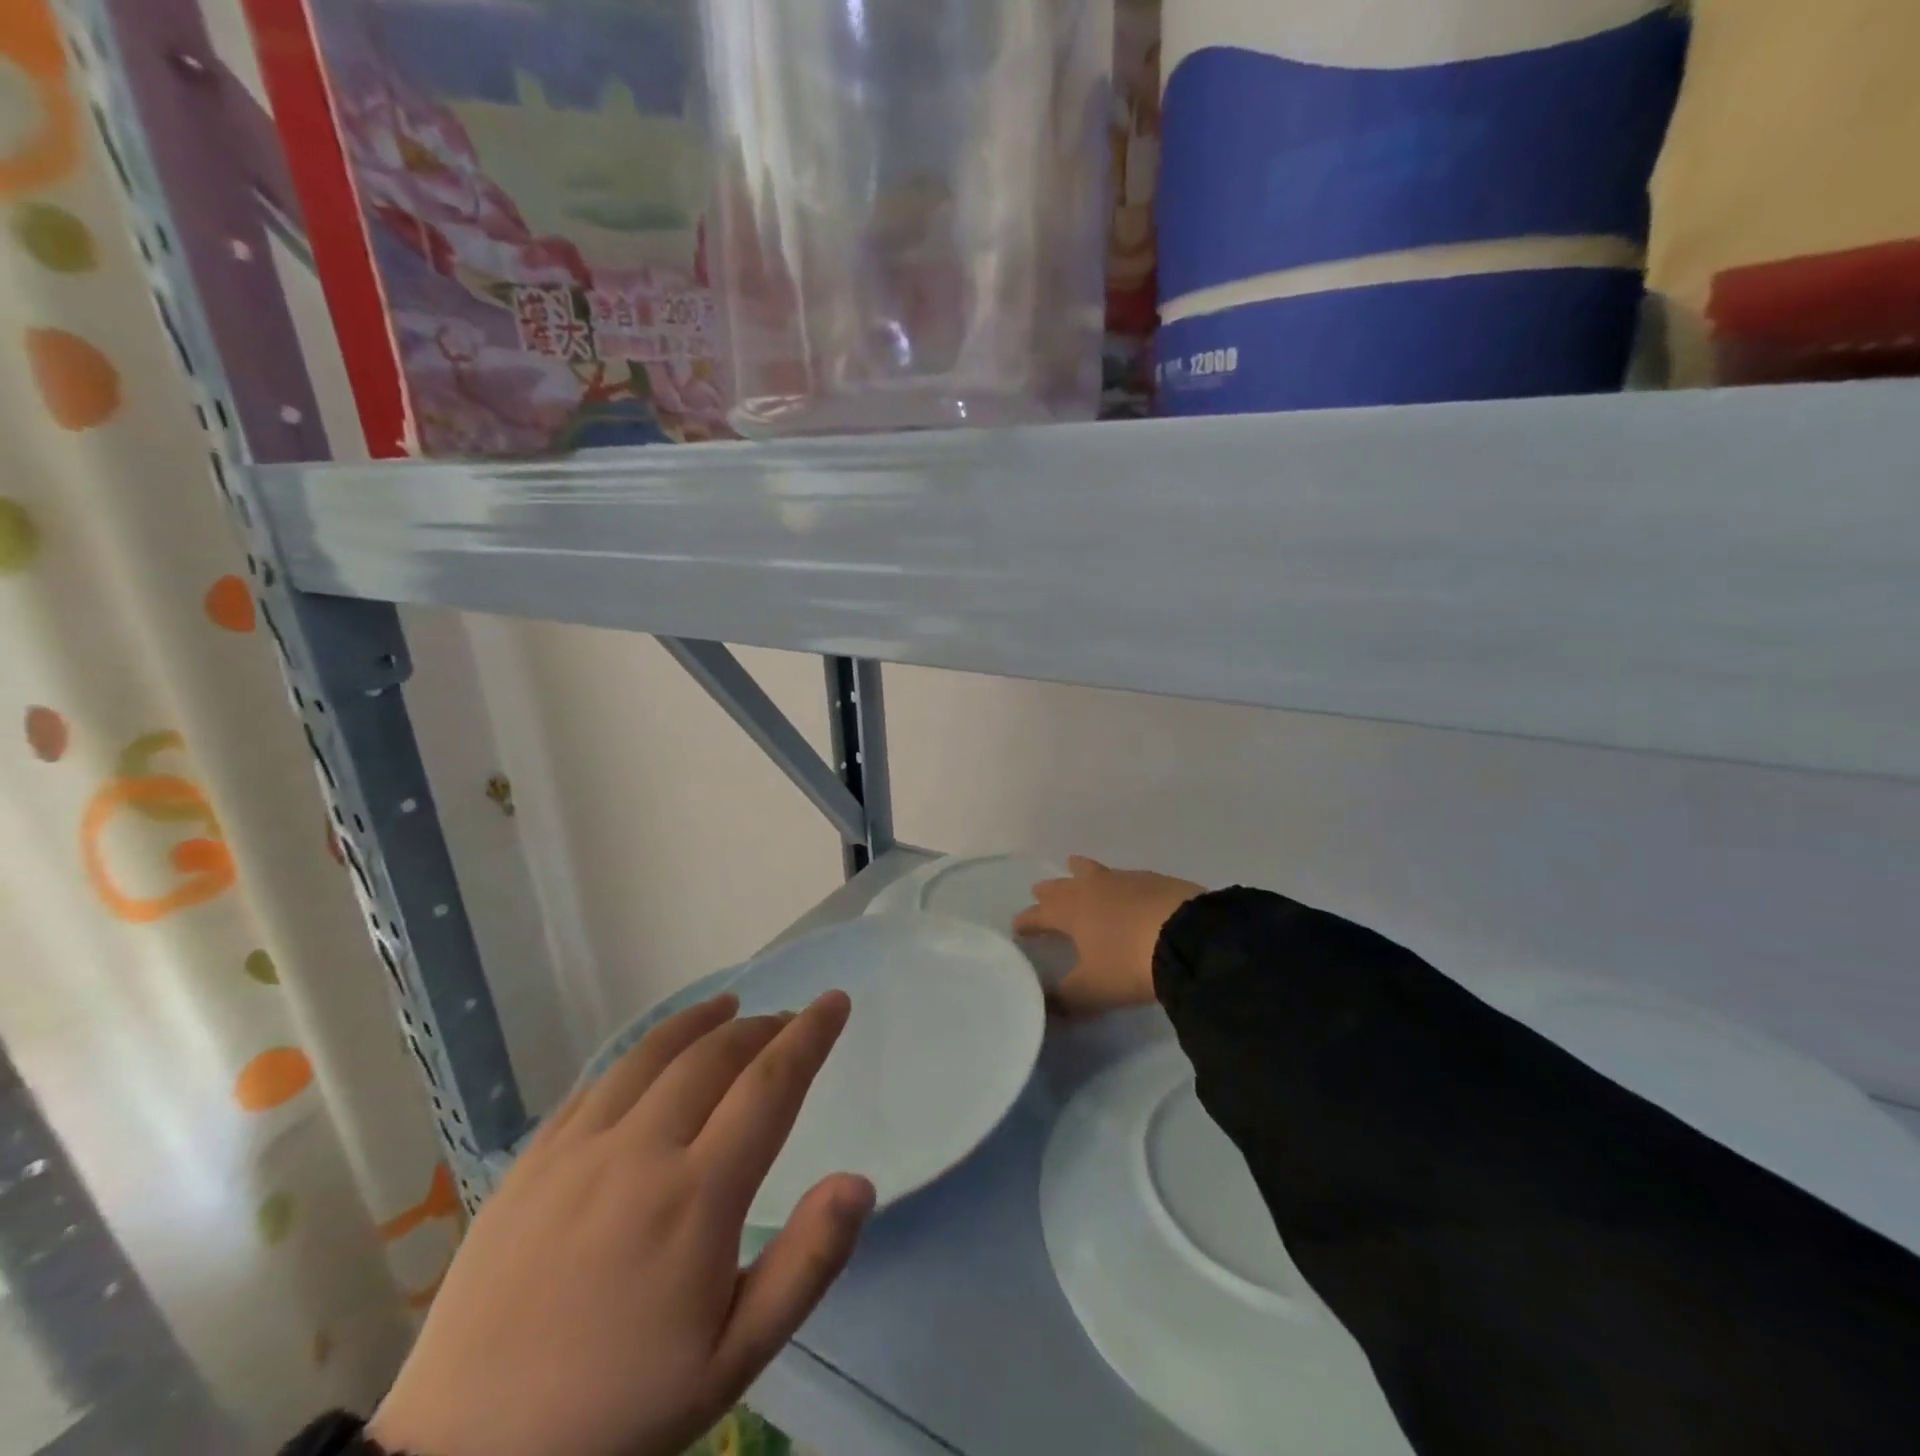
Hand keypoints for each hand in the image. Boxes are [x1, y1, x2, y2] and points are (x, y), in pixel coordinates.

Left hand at [369, 992, 872, 1455]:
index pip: (770, 1085)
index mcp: (696, 1197)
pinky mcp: (531, 1162)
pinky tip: (652, 1057)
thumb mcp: (734, 1359)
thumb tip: (859, 1182)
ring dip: (701, 1022)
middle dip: (762, 1027)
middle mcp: (639, 1151)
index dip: (809, 1034)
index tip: (834, 1000)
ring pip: (652, 1053)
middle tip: (788, 1022)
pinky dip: (640, 1053)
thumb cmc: (621, 1411)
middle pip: (714, 1056)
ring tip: (729, 1007)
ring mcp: (577, 1150)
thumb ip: (807, 1264)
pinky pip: (597, 1082)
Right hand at [1014, 856, 1203, 1016]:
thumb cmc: (1129, 963)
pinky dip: (1117, 881)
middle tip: (1040, 891)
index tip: (1017, 926)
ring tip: (1075, 866)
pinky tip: (1125, 888)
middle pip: (1063, 885)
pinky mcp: (1155, 880)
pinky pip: (1125, 876)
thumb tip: (1043, 1005)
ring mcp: (1125, 880)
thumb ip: (1064, 998)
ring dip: (1080, 871)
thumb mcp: (1092, 991)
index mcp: (1071, 912)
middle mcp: (1092, 888)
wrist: (1189, 936)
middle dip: (1049, 890)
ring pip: (1093, 871)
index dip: (1027, 921)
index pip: (1039, 914)